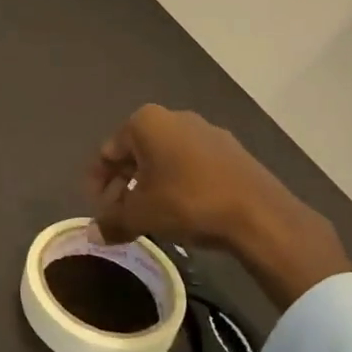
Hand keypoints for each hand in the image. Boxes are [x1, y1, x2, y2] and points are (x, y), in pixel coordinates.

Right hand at [86, 105, 348, 307]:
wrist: (258, 213)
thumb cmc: (187, 202)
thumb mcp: (141, 216)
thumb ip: (112, 221)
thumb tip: (93, 234)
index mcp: (145, 122)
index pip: (108, 151)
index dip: (97, 182)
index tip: (98, 209)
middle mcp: (174, 117)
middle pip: (136, 152)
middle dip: (124, 183)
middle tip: (120, 213)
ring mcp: (206, 131)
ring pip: (165, 158)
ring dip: (152, 184)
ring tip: (150, 215)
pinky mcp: (231, 150)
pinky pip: (192, 164)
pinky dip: (179, 183)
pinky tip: (182, 210)